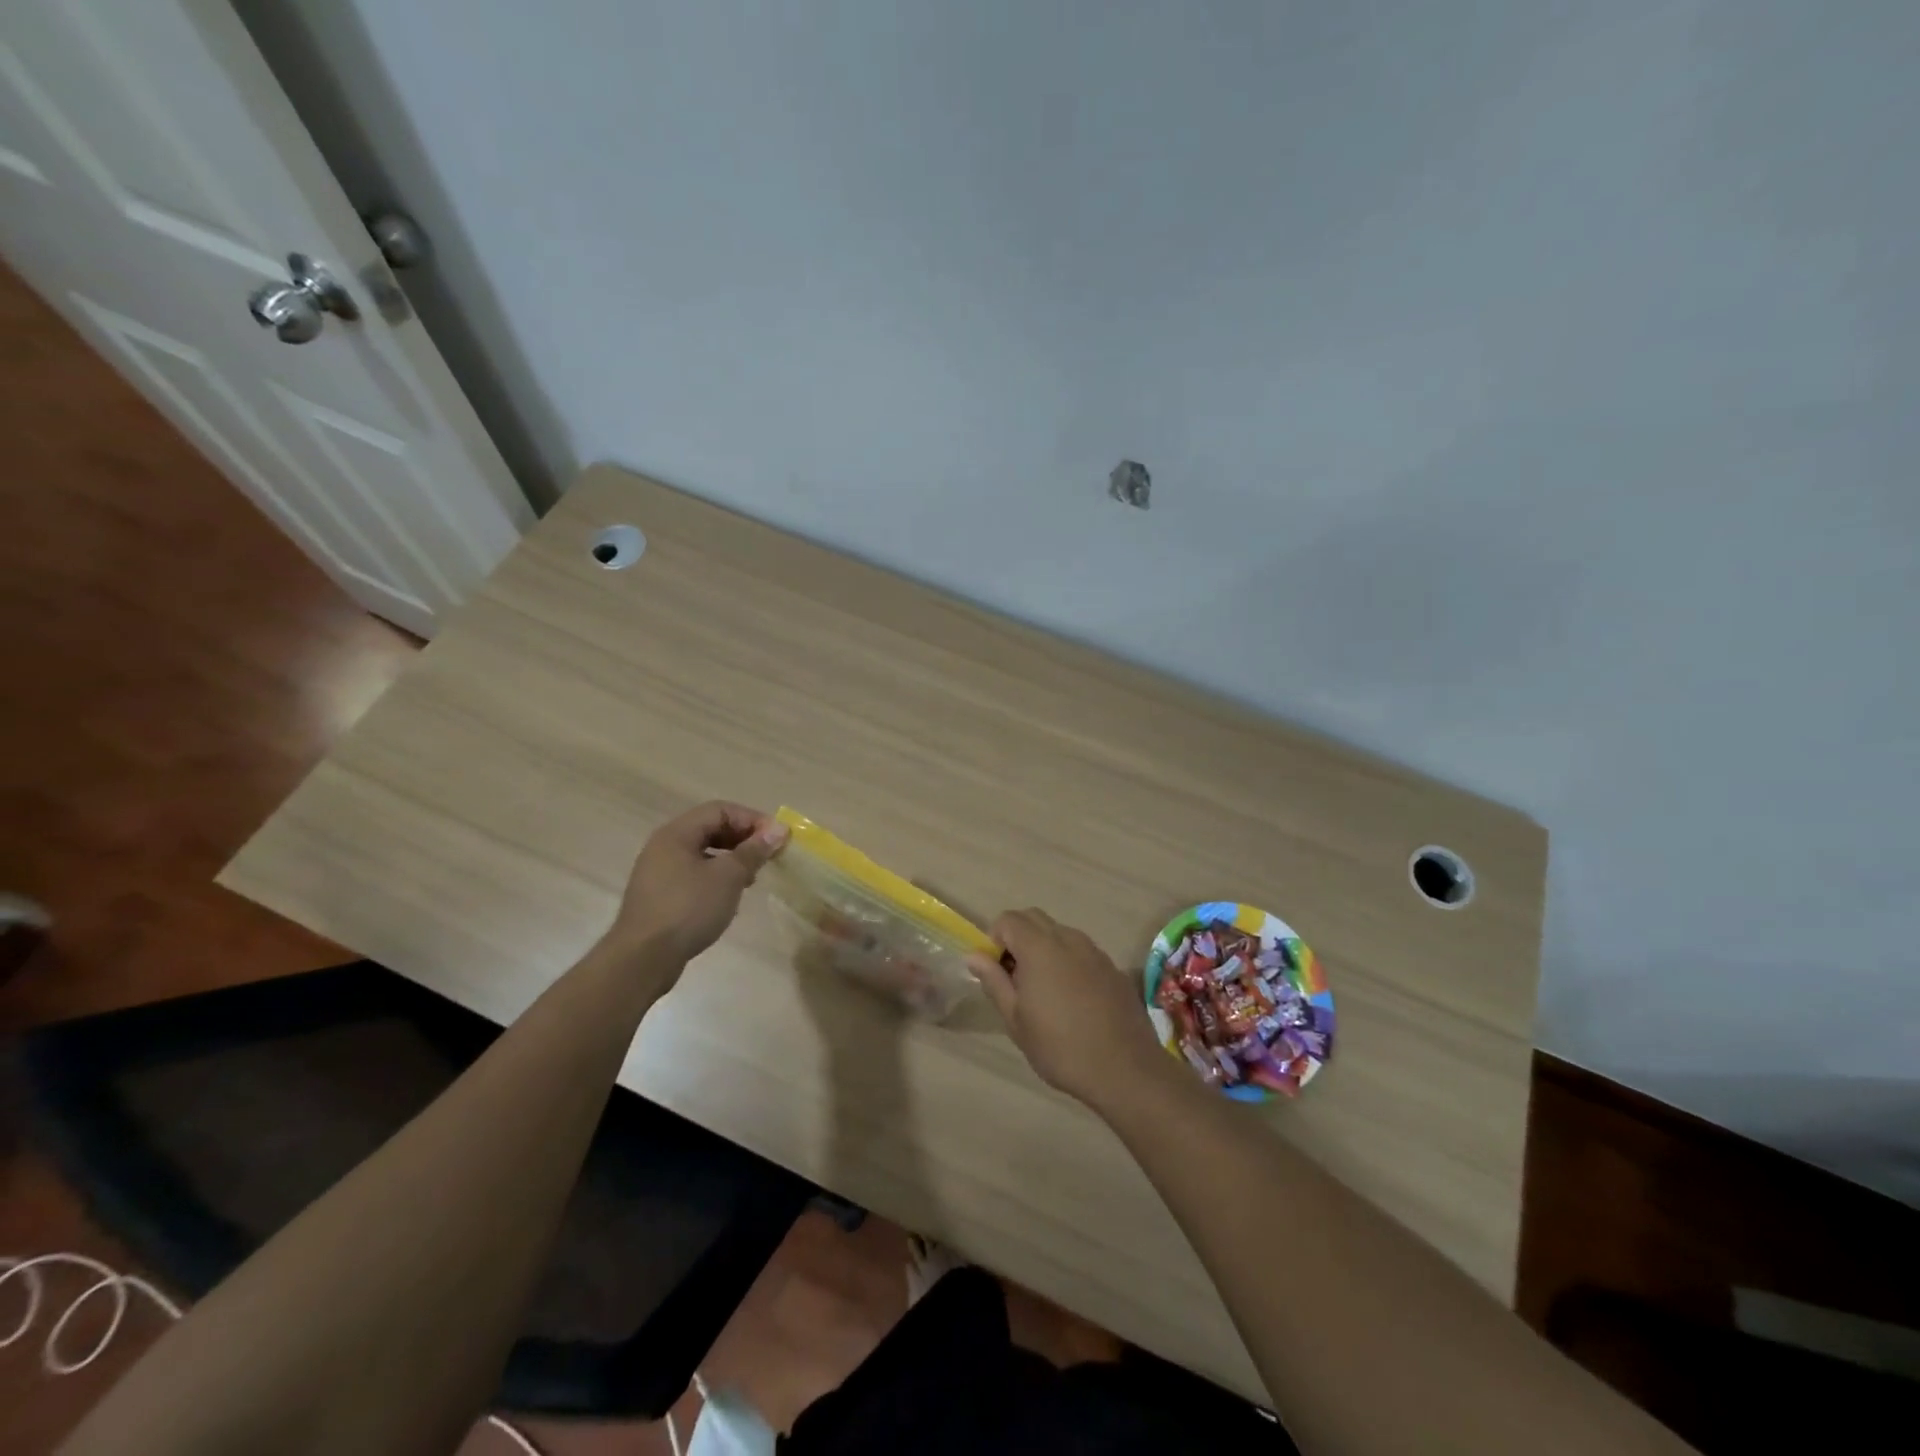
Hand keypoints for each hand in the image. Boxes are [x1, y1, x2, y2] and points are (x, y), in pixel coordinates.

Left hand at [607, 801, 787, 967]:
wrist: (643, 959)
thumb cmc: (688, 909)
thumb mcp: (728, 877)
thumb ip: (754, 850)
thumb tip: (779, 829)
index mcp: (677, 833)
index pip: (720, 810)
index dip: (752, 819)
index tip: (776, 839)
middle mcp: (664, 846)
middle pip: (710, 829)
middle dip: (743, 839)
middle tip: (767, 857)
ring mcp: (659, 872)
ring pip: (703, 853)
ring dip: (731, 860)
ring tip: (751, 878)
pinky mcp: (659, 896)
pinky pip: (693, 874)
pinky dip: (716, 877)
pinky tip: (729, 897)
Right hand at [967, 909, 1170, 1110]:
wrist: (1125, 1069)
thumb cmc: (1060, 1047)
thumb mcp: (1016, 1019)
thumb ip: (994, 981)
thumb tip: (974, 956)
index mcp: (1040, 947)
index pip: (1008, 919)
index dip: (995, 939)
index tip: (997, 972)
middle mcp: (1068, 938)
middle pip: (1034, 918)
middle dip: (1018, 939)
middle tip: (1015, 979)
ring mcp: (1095, 951)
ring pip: (1060, 933)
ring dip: (1044, 949)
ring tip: (1044, 991)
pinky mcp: (1113, 968)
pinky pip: (1082, 952)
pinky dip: (1068, 962)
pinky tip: (1073, 1000)